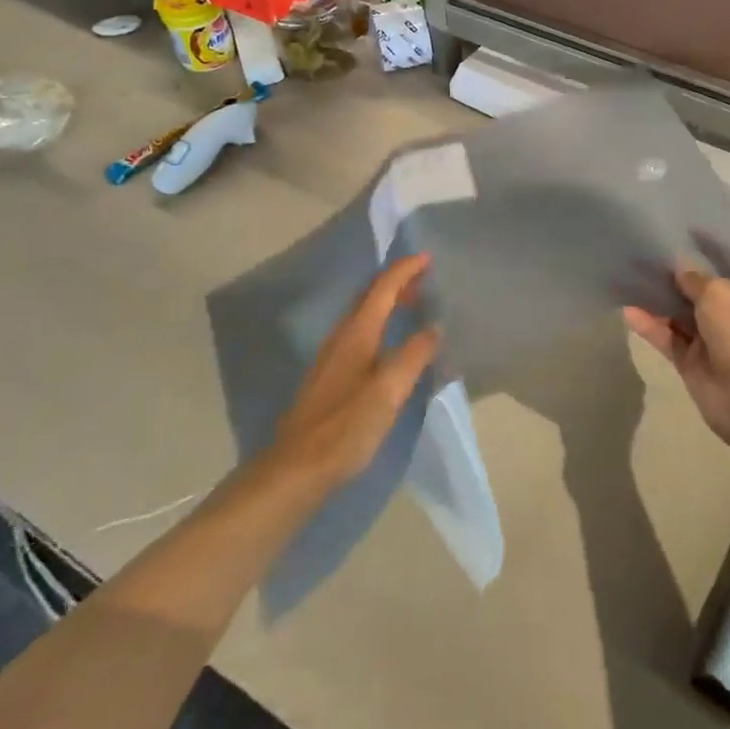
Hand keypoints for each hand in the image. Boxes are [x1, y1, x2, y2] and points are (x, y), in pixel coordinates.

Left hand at [269, 254, 440, 488]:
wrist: (295, 471)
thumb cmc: (344, 428)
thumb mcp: (388, 392)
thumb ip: (413, 356)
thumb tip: (434, 327)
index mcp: (356, 334)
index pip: (382, 289)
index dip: (405, 270)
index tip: (428, 257)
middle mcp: (341, 338)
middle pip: (369, 297)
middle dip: (397, 283)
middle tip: (426, 280)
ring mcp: (331, 358)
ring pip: (363, 316)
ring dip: (387, 303)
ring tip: (414, 306)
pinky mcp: (329, 379)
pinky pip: (359, 334)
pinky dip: (380, 325)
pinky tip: (391, 345)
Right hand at [625, 269, 729, 449]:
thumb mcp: (718, 294)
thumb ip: (695, 279)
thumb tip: (680, 268)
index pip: (725, 275)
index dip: (703, 261)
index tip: (679, 245)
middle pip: (697, 296)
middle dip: (675, 282)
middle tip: (646, 261)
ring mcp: (708, 343)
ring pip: (678, 318)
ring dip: (657, 303)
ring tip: (631, 281)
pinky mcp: (688, 363)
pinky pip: (666, 339)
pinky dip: (649, 326)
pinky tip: (628, 310)